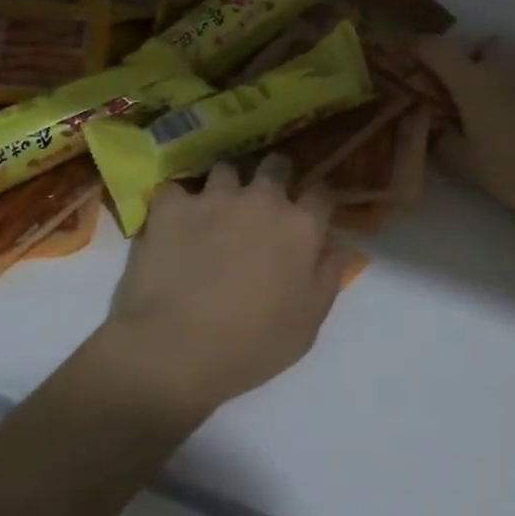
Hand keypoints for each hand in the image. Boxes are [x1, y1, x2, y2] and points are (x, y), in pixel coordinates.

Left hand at [104, 156, 351, 417]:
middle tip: (262, 202)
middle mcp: (263, 199)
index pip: (320, 192)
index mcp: (301, 227)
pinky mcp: (172, 205)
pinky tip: (172, 224)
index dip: (315, 200)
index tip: (308, 212)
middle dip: (274, 176)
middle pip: (276, 165)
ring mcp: (215, 197)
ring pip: (226, 170)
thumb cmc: (251, 346)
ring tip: (214, 211)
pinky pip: (176, 189)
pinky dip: (176, 203)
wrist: (174, 349)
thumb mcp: (307, 325)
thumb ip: (329, 278)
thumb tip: (342, 248)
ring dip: (225, 187)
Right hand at [415, 36, 514, 220]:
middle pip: (481, 47)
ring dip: (502, 75)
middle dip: (472, 63)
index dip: (419, 47)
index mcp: (472, 81)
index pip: (436, 48)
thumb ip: (445, 141)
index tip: (411, 56)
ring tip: (507, 109)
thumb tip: (435, 128)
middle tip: (470, 95)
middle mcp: (503, 64)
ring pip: (512, 60)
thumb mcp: (469, 165)